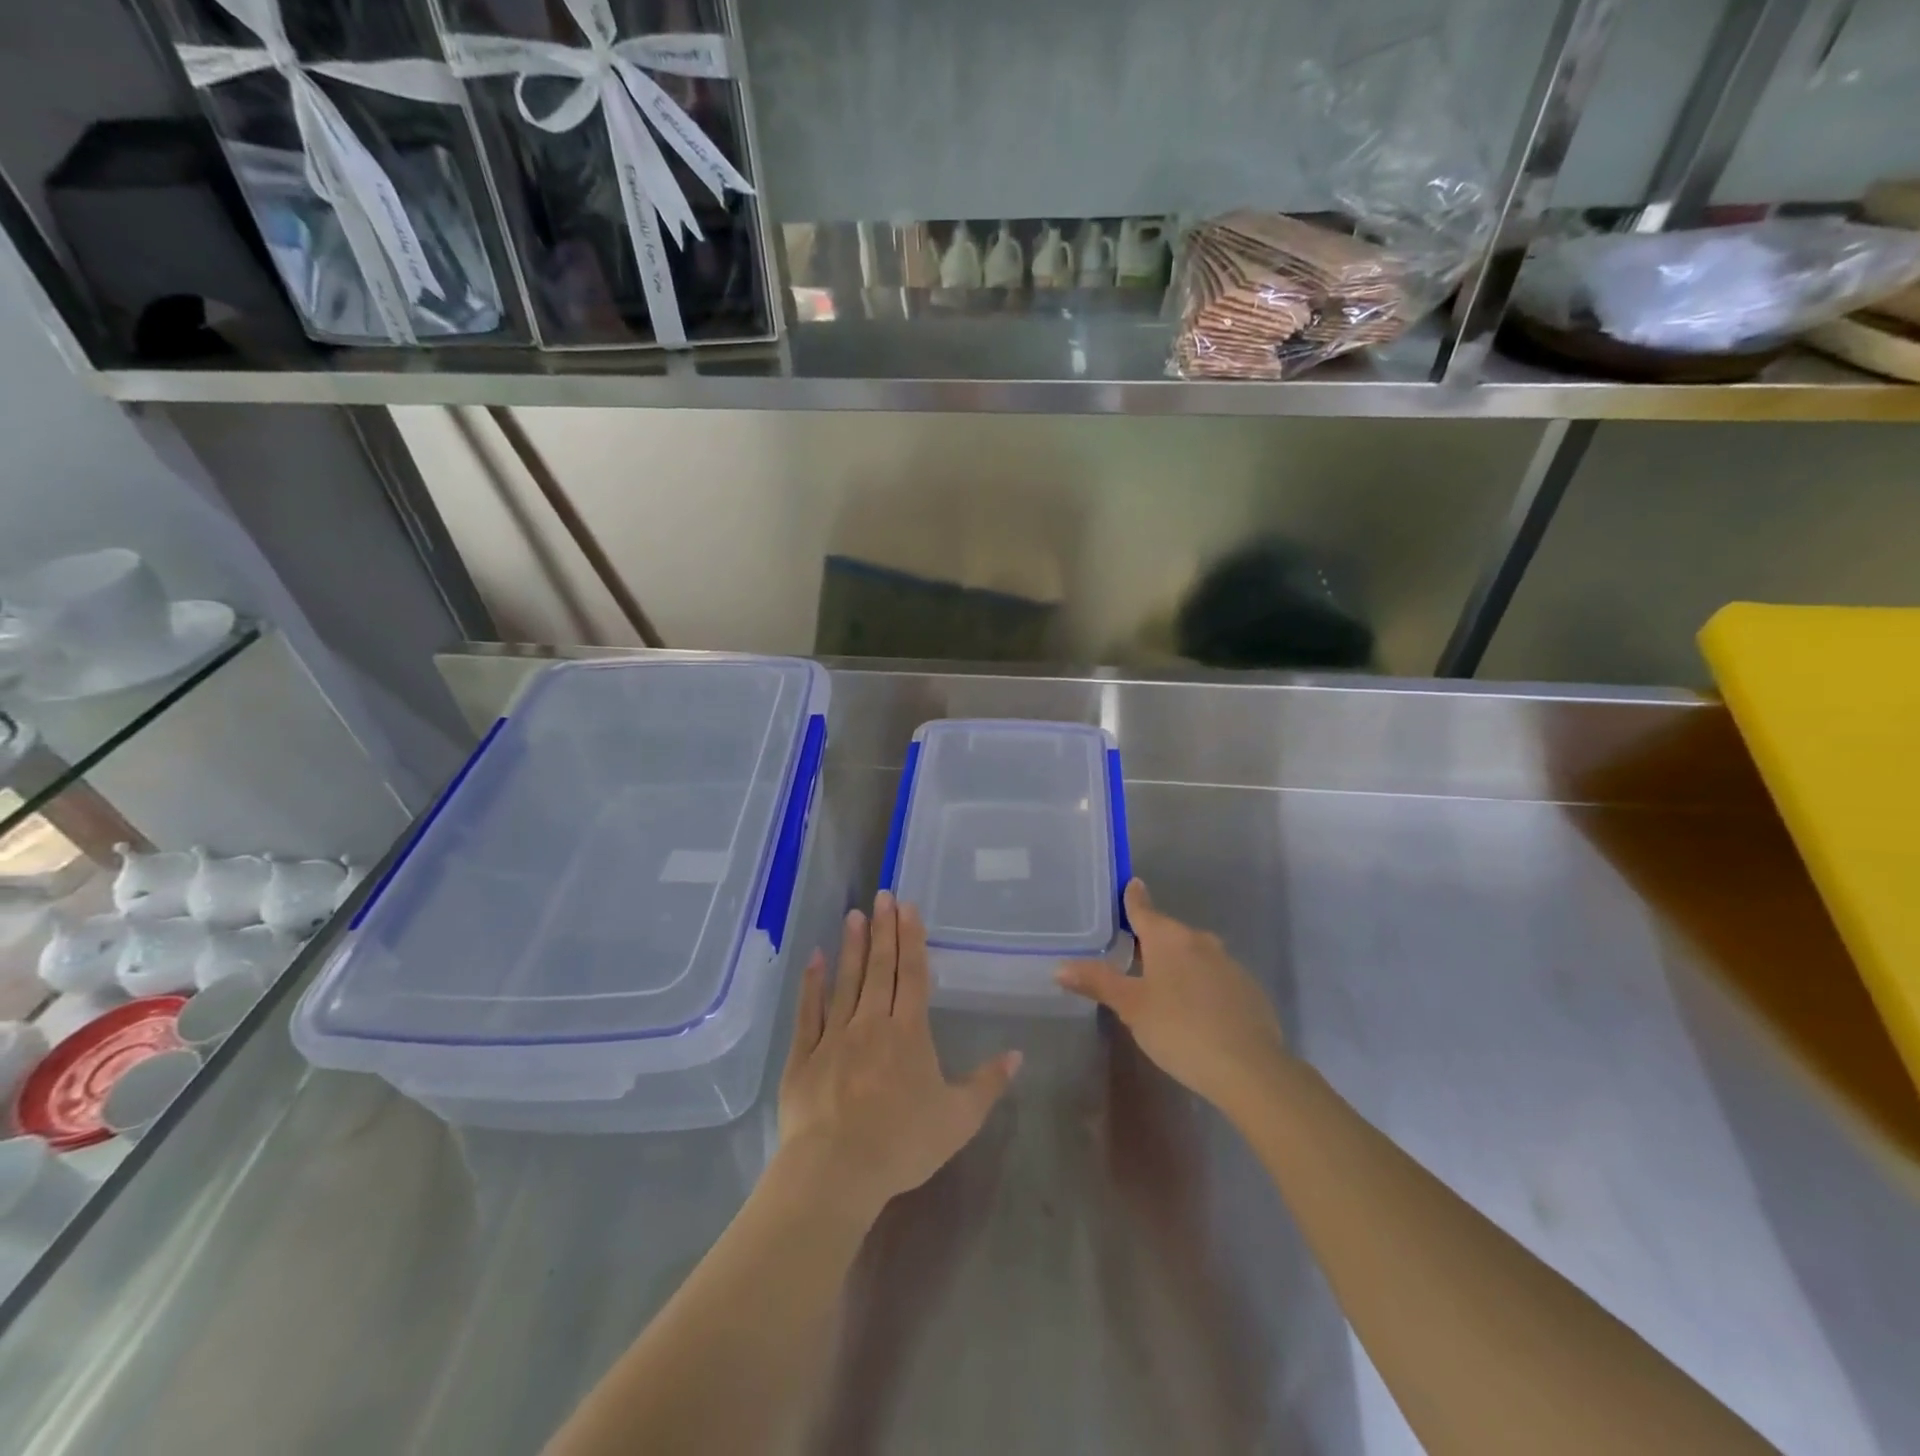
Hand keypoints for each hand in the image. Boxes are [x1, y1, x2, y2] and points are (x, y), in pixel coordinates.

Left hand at [777, 892, 1020, 1220]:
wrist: (836, 1171)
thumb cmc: (903, 1143)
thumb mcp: (959, 1118)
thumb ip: (988, 1083)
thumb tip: (1018, 1053)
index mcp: (908, 1032)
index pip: (913, 974)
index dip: (912, 939)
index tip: (907, 907)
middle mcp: (872, 1022)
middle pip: (880, 968)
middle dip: (883, 929)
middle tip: (882, 895)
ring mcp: (834, 1035)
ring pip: (846, 980)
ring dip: (851, 946)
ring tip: (854, 914)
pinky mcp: (804, 1054)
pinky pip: (809, 1011)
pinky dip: (812, 983)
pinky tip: (814, 957)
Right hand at [1057, 879, 1287, 1118]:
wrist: (1250, 1068)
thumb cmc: (1180, 1029)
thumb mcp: (1131, 1007)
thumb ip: (1098, 982)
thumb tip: (1060, 966)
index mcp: (1168, 938)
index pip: (1144, 909)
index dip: (1133, 898)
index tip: (1130, 884)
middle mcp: (1200, 941)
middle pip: (1169, 933)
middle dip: (1152, 940)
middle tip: (1132, 952)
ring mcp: (1229, 964)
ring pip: (1195, 955)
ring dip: (1178, 964)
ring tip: (1161, 986)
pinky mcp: (1249, 990)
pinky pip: (1216, 978)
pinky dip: (1201, 985)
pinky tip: (1195, 1011)